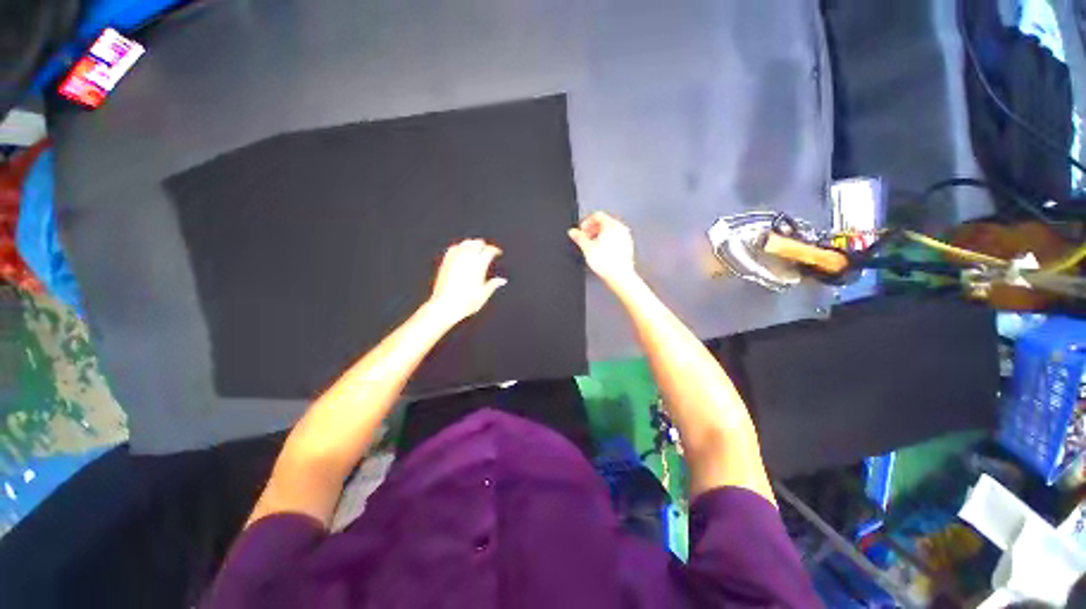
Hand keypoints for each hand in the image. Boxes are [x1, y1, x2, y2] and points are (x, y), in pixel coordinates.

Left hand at [427, 239, 506, 324]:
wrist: (445, 306)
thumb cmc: (465, 302)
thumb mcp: (484, 295)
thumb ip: (493, 284)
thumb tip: (502, 281)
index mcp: (479, 265)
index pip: (489, 250)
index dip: (495, 250)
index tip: (498, 253)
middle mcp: (467, 259)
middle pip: (478, 243)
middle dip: (484, 245)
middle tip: (488, 250)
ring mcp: (455, 259)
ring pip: (466, 243)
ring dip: (473, 244)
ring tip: (476, 249)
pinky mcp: (446, 262)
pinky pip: (454, 248)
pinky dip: (460, 247)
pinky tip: (462, 251)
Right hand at [568, 212, 637, 286]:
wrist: (619, 276)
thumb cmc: (607, 263)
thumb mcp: (587, 248)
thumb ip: (579, 237)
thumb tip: (573, 232)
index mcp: (611, 225)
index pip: (597, 215)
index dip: (586, 222)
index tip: (582, 230)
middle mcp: (620, 229)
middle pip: (604, 222)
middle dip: (592, 229)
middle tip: (585, 237)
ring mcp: (626, 237)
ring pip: (610, 231)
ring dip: (599, 235)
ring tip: (592, 246)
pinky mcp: (627, 246)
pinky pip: (616, 238)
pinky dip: (608, 241)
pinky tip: (602, 251)